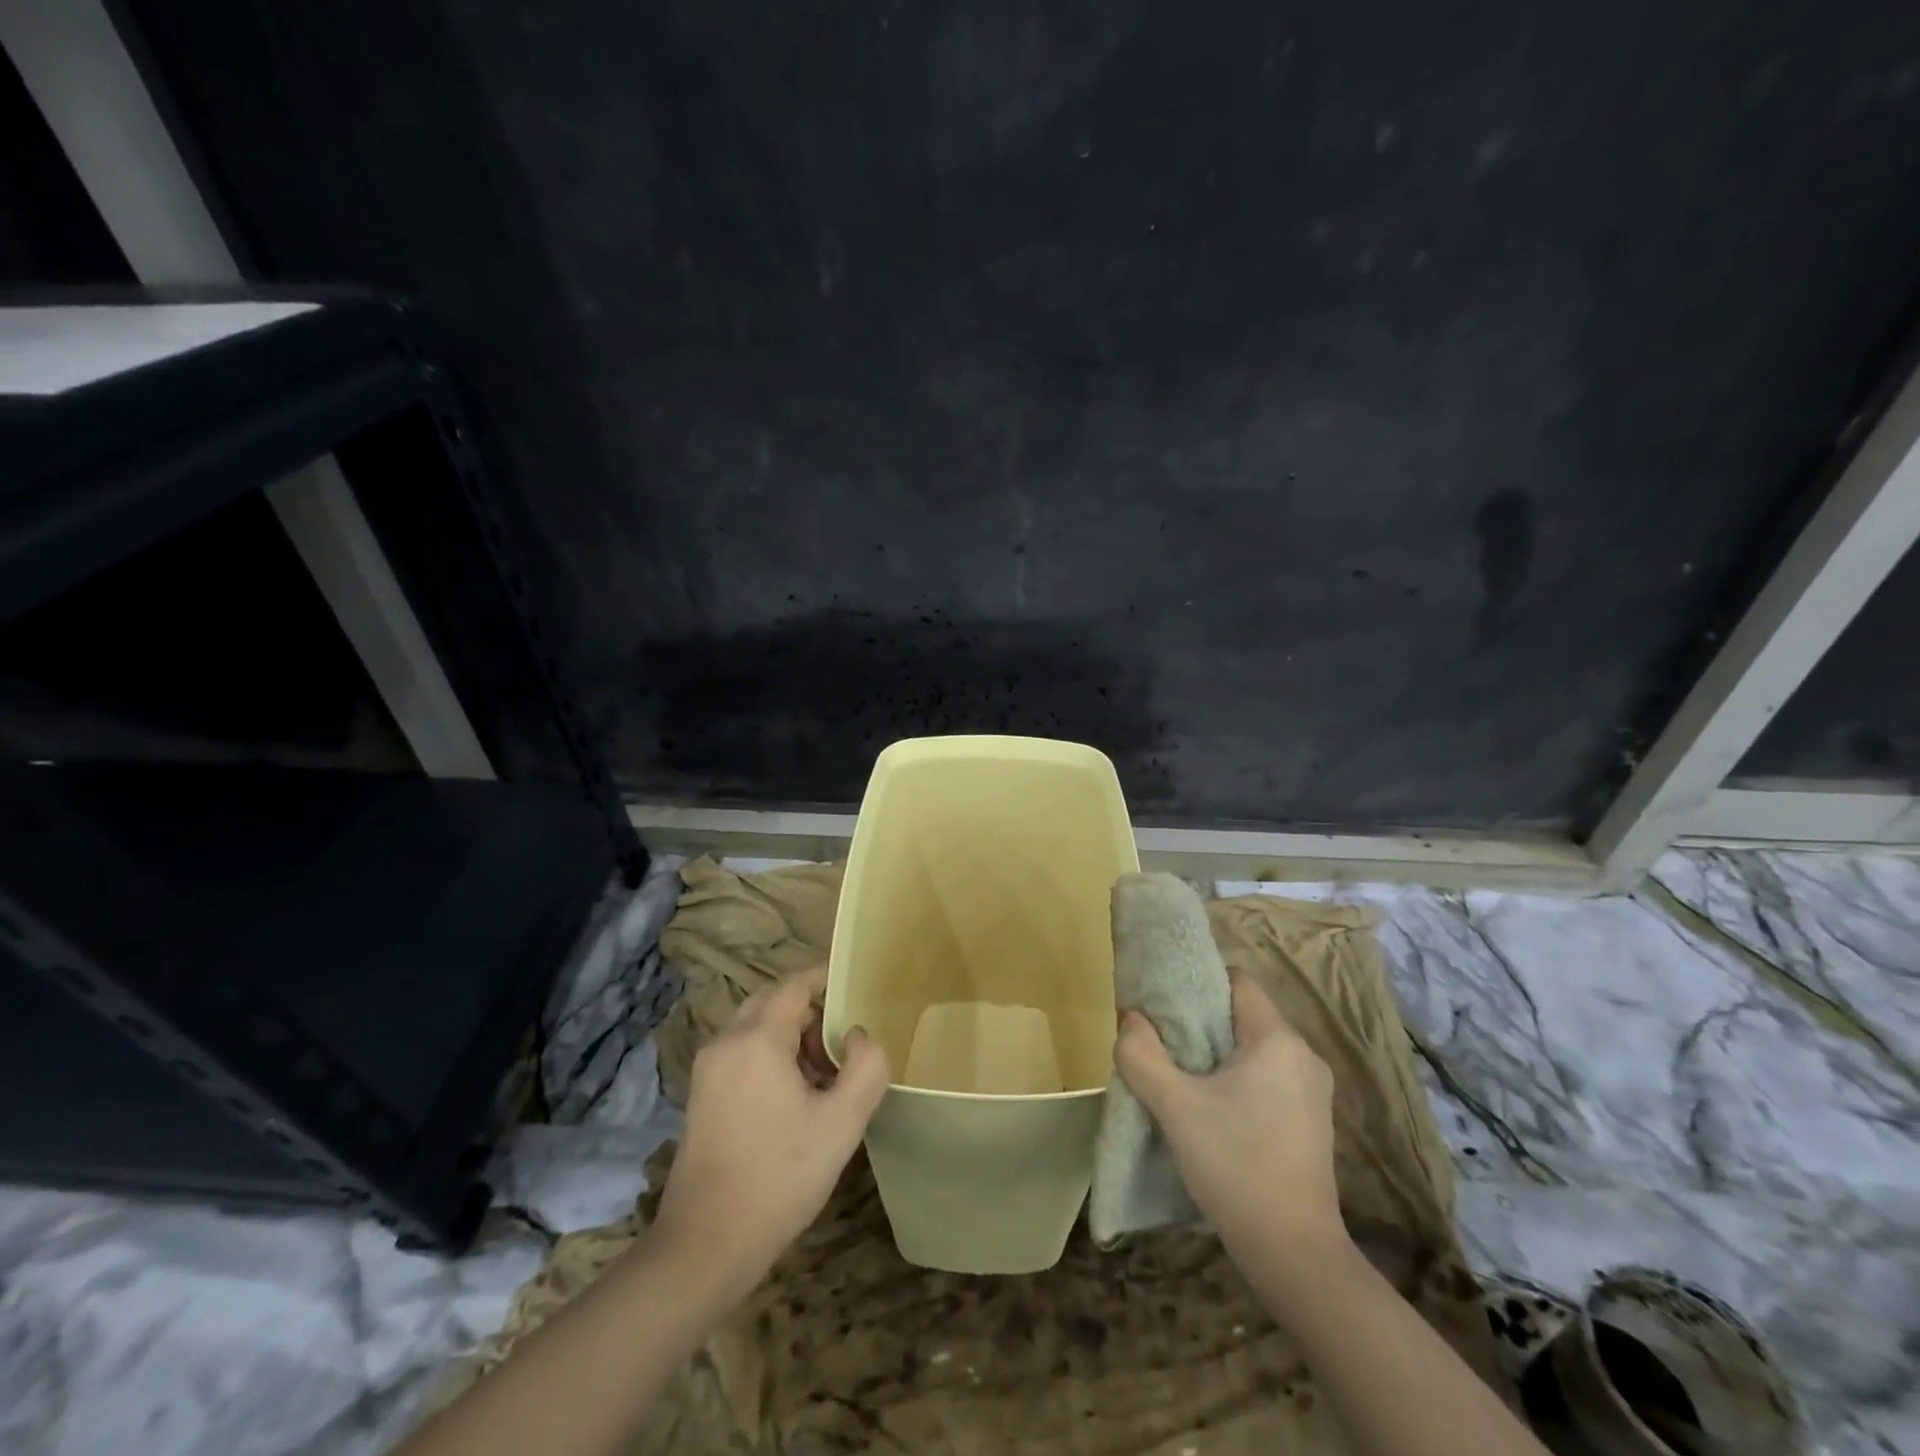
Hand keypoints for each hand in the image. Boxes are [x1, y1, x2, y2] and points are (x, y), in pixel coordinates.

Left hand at [650, 966, 890, 1298]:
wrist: (705, 1246)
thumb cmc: (779, 1177)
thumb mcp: (843, 1122)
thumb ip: (866, 1066)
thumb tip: (855, 1035)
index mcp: (757, 1039)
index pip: (795, 984)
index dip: (827, 978)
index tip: (857, 987)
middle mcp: (726, 1042)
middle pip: (774, 1001)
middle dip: (813, 1011)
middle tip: (846, 1041)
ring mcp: (708, 1069)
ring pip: (758, 1027)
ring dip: (793, 1036)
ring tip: (826, 1075)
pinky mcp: (702, 1095)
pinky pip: (743, 1052)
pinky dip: (772, 1056)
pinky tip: (796, 1098)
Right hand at [1114, 971, 1345, 1266]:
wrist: (1295, 1255)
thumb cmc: (1236, 1165)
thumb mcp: (1175, 1107)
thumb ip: (1142, 1055)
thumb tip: (1130, 1019)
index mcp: (1278, 1040)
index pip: (1238, 982)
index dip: (1199, 984)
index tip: (1165, 1003)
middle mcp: (1304, 1056)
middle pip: (1244, 1016)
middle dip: (1202, 1023)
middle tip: (1163, 1041)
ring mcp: (1313, 1093)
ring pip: (1255, 1051)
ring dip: (1218, 1056)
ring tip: (1181, 1077)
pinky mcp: (1311, 1124)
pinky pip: (1268, 1080)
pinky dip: (1238, 1082)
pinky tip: (1212, 1112)